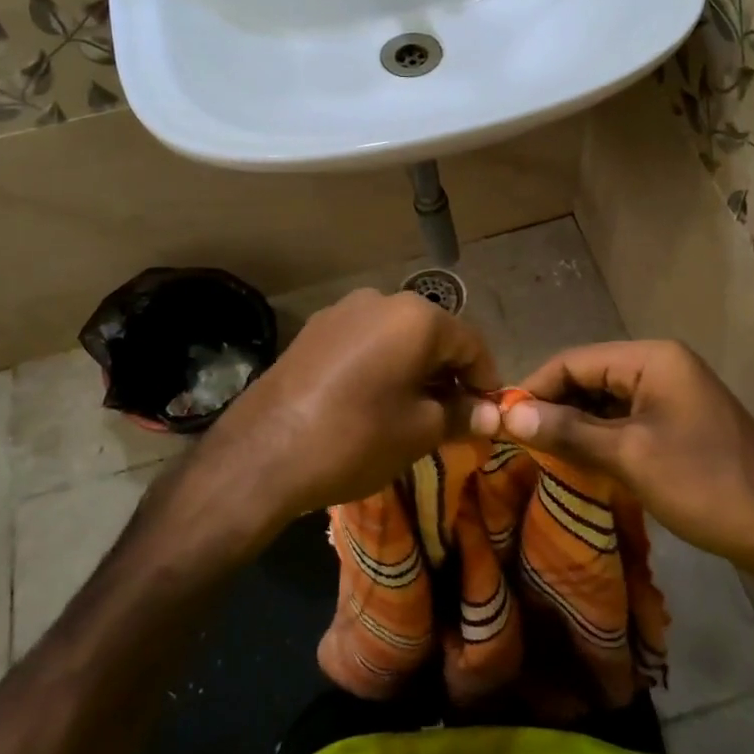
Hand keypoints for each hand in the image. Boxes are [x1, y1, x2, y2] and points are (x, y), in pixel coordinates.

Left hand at [203, 289, 497, 537]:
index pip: (471, 344)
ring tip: (413, 411)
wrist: (262, 453)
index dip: (485, 380)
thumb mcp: (419, 432)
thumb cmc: (356, 438)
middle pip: (433, 335)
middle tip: (454, 417)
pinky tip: (373, 400)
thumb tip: (492, 415)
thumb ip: (461, 415)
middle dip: (448, 374)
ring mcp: (341, 311)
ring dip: (414, 369)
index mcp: (416, 316)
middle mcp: (381, 299)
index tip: (489, 414)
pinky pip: (363, 343)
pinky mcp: (313, 331)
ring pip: (396, 338)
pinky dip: (380, 366)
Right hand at [472, 340, 753, 569]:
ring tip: (541, 451)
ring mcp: (673, 391)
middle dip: (554, 405)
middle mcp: (662, 364)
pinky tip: (579, 457)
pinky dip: (601, 433)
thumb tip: (508, 414)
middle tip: (517, 439)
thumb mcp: (628, 456)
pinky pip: (627, 416)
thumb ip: (567, 431)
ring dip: (576, 422)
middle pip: (590, 375)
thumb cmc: (702, 483)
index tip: (500, 418)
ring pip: (606, 398)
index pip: (574, 360)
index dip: (535, 387)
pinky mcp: (679, 418)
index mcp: (651, 358)